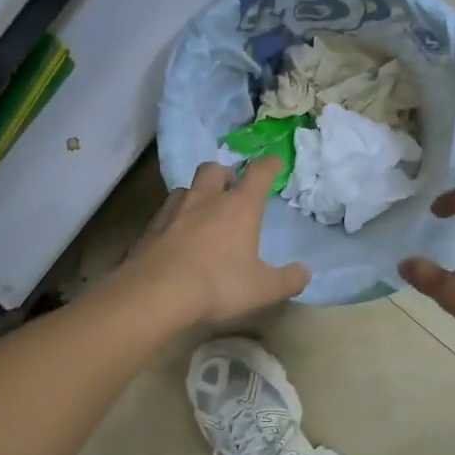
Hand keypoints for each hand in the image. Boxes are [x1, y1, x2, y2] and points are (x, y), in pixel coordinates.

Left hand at [119, 158, 309, 324]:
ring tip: (201, 212)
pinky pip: (165, 211)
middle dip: (225, 174)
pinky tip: (176, 236)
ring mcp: (174, 209)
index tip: (275, 162)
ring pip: (187, 188)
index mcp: (239, 206)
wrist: (156, 292)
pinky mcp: (150, 226)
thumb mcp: (263, 289)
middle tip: (230, 187)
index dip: (269, 164)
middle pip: (215, 169)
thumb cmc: (218, 284)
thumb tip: (304, 273)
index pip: (259, 173)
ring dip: (197, 194)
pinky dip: (174, 217)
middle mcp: (206, 198)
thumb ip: (288, 280)